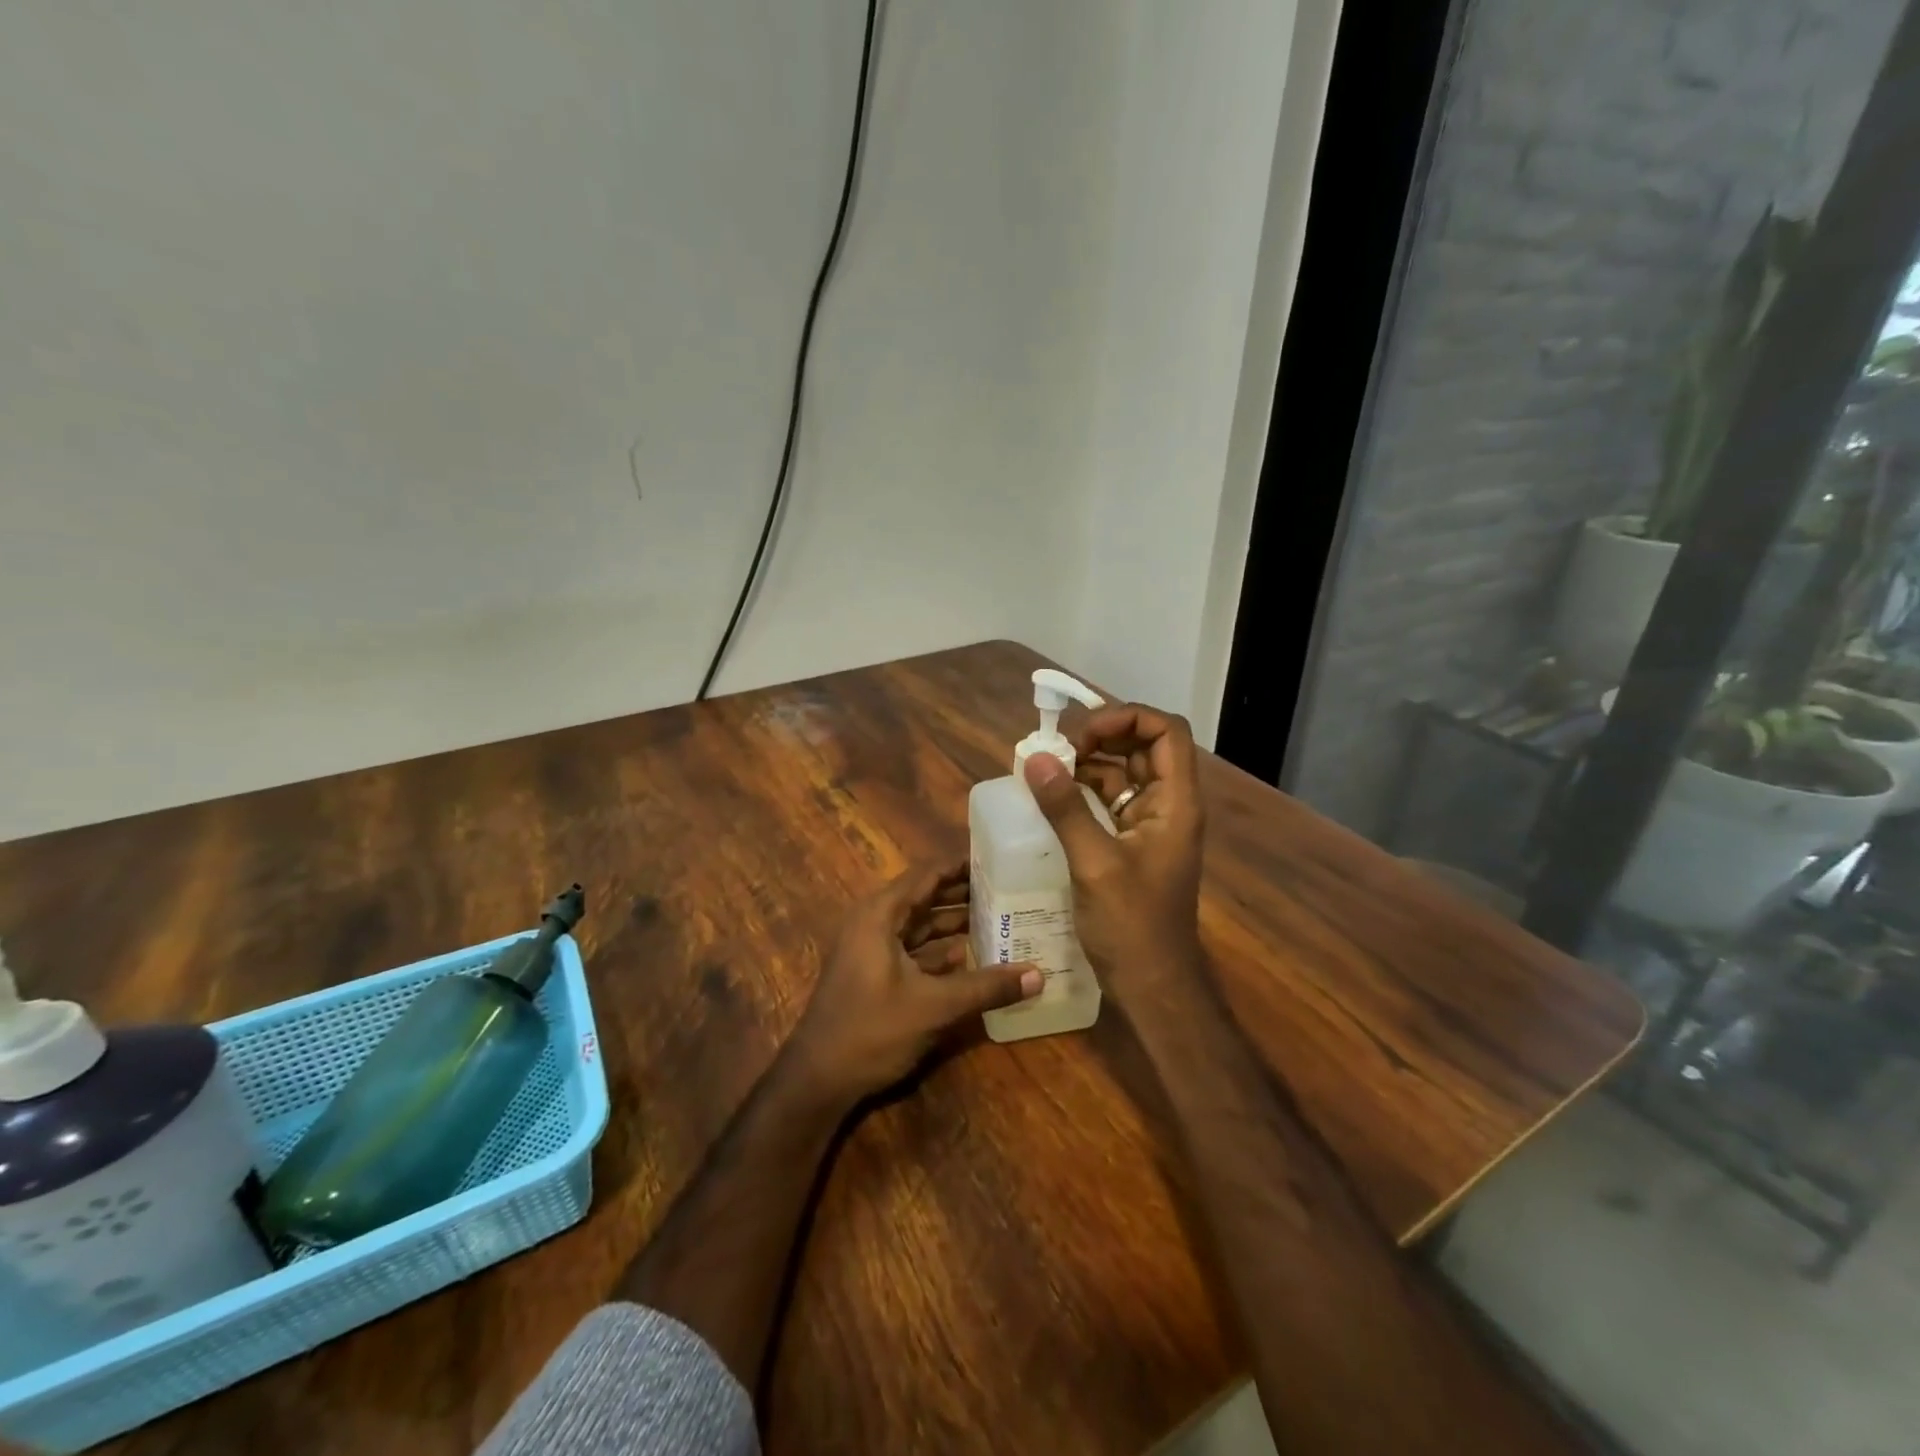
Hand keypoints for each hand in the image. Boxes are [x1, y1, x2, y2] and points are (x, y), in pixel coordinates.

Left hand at [787, 860, 1040, 1107]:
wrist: (818, 1080)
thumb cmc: (871, 1030)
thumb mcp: (934, 1007)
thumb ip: (986, 987)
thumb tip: (1039, 975)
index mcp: (880, 914)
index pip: (927, 874)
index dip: (961, 864)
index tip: (998, 858)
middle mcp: (875, 923)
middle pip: (926, 897)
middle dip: (964, 892)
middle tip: (1009, 886)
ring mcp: (874, 949)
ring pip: (922, 925)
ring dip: (956, 922)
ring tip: (1000, 915)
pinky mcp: (877, 974)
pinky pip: (916, 950)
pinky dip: (943, 950)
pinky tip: (975, 954)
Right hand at [1022, 702, 1205, 1000]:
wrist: (1153, 986)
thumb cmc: (1132, 927)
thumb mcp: (1094, 863)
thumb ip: (1066, 808)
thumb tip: (1037, 758)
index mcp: (1176, 802)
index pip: (1165, 731)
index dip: (1126, 717)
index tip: (1081, 735)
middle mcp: (1168, 805)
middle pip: (1144, 746)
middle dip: (1101, 737)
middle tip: (1058, 751)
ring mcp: (1150, 825)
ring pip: (1124, 773)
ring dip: (1088, 765)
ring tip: (1047, 771)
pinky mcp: (1132, 844)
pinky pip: (1110, 802)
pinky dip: (1083, 793)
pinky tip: (1052, 800)